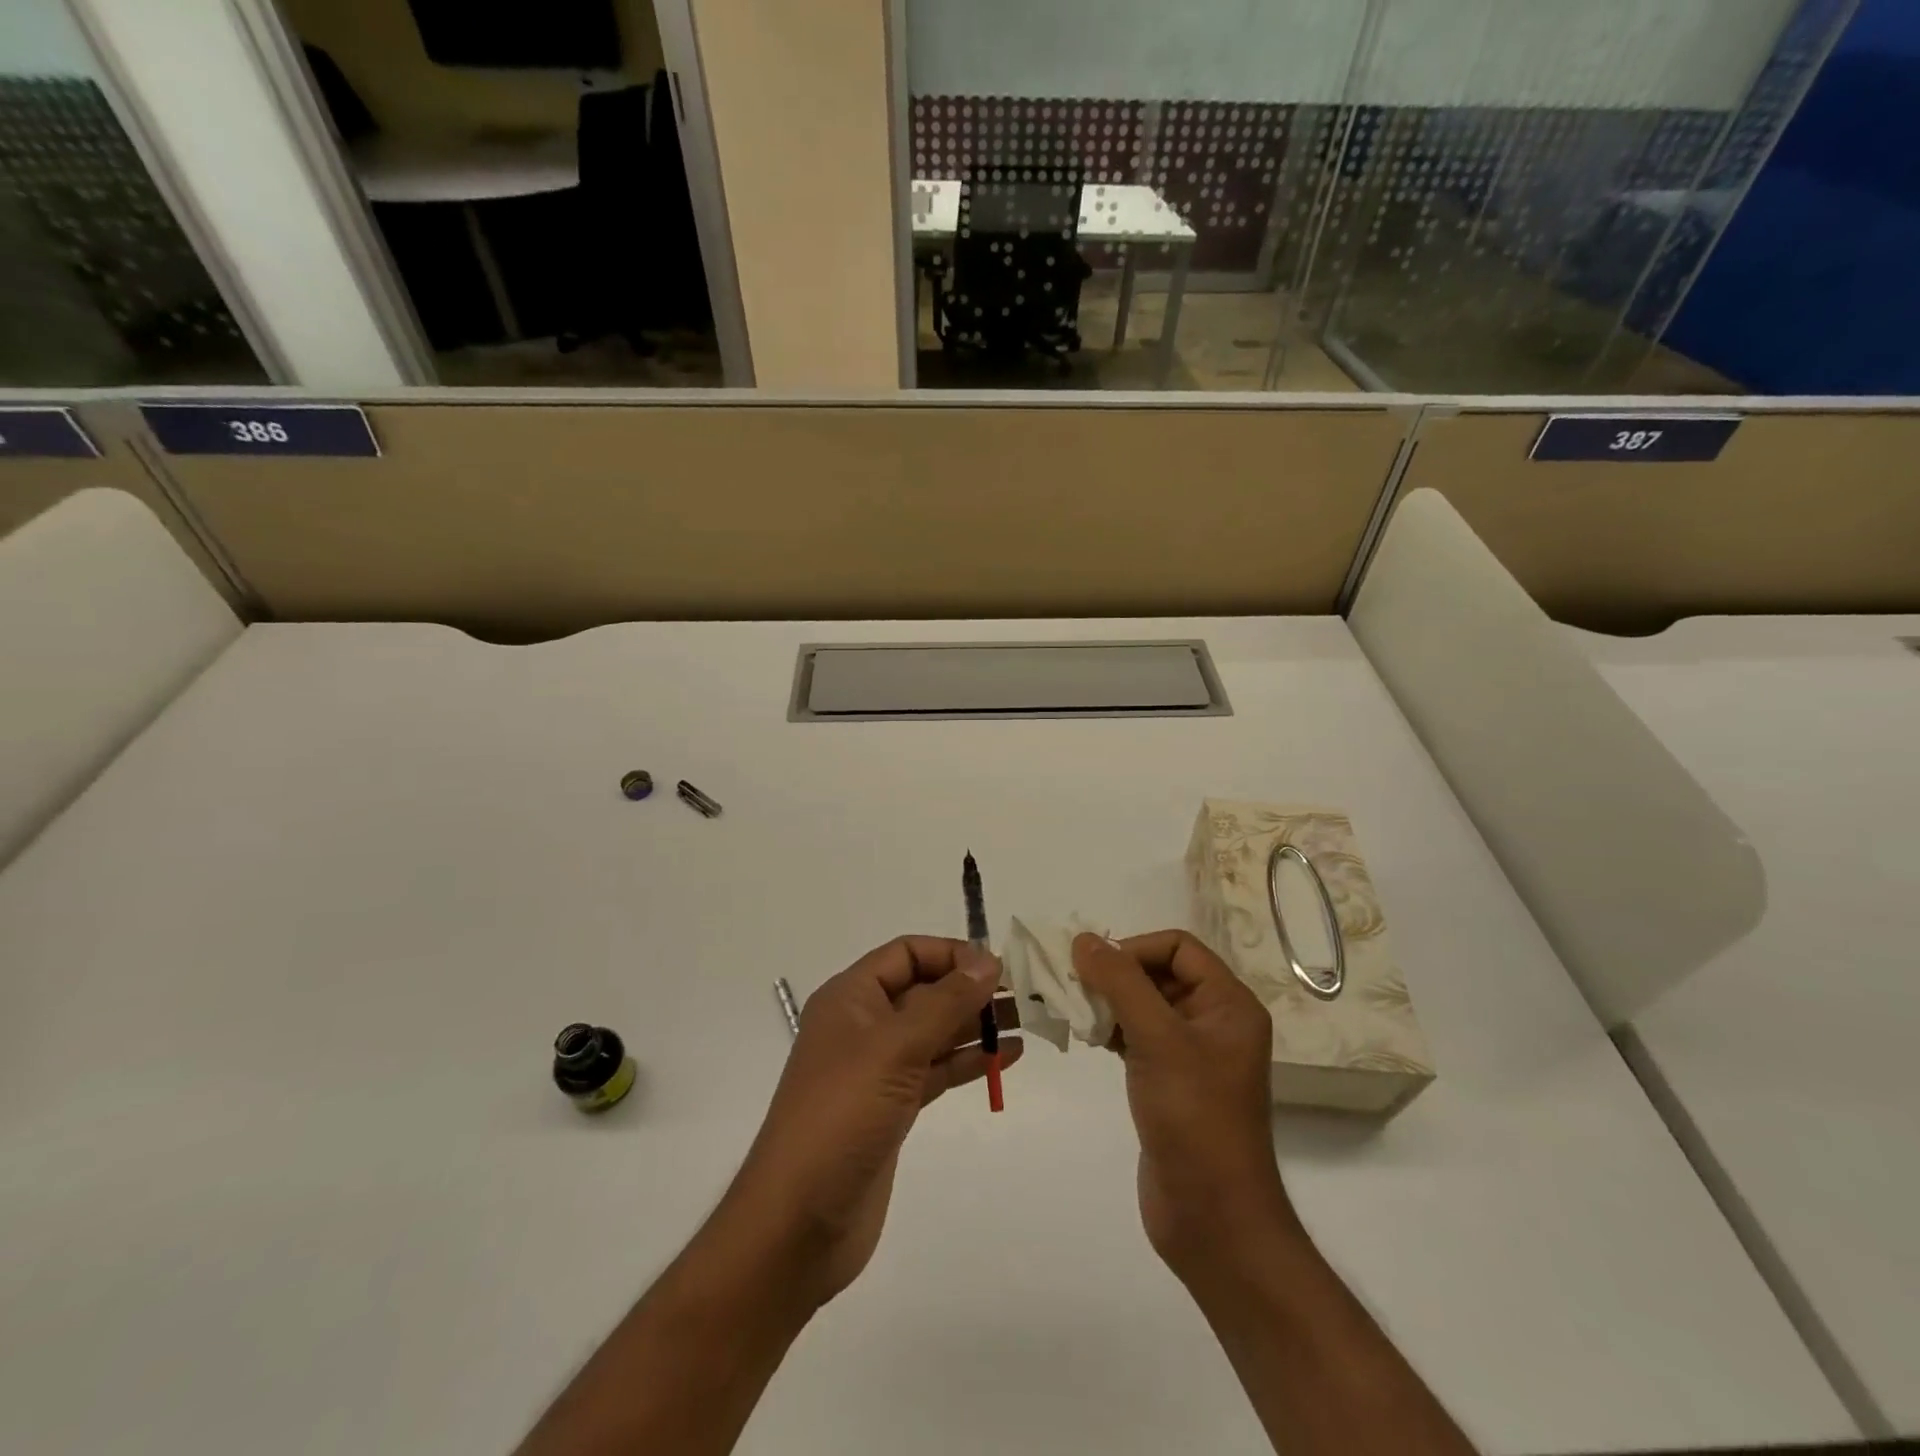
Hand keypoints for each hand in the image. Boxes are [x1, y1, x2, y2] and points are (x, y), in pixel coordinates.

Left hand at [726, 936, 1018, 1306]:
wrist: (799, 1222)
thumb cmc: (842, 1116)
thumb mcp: (895, 1048)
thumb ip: (945, 1002)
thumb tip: (987, 960)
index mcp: (850, 998)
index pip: (906, 954)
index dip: (950, 954)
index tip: (996, 968)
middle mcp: (863, 1025)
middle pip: (923, 990)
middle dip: (969, 989)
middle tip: (1023, 996)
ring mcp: (877, 1069)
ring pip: (933, 1032)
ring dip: (975, 1025)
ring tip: (1025, 1022)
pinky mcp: (892, 1108)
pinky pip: (935, 1070)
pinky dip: (967, 1062)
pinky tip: (1005, 1058)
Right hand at [1072, 930, 1298, 1280]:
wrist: (1212, 1218)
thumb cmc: (1193, 1117)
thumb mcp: (1157, 1040)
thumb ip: (1120, 983)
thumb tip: (1084, 939)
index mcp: (1229, 1004)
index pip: (1178, 947)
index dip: (1135, 948)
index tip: (1095, 969)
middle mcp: (1214, 1021)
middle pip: (1160, 972)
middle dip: (1116, 974)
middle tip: (1074, 987)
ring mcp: (1192, 1054)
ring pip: (1144, 1004)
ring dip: (1108, 1001)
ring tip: (1074, 1012)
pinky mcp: (1170, 1081)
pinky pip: (1138, 1036)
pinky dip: (1111, 1029)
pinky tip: (1086, 1037)